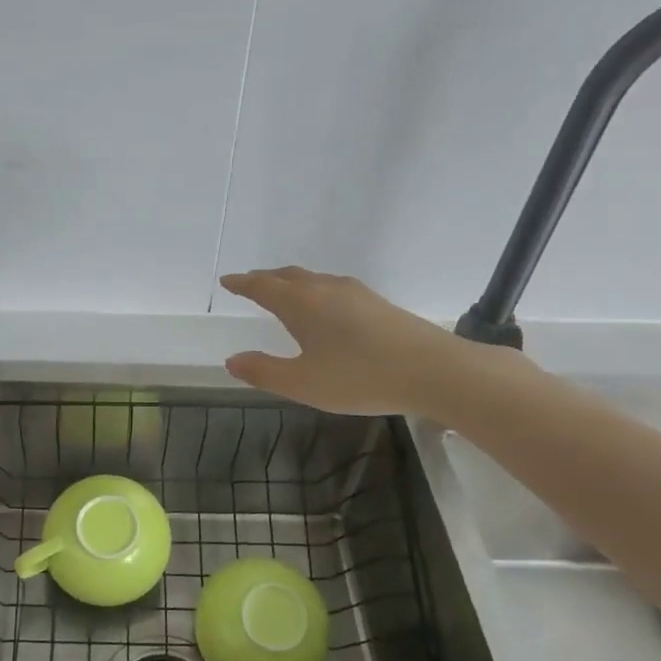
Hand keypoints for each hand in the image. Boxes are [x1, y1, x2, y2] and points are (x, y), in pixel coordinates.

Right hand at [220, 267, 500, 415]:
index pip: (263, 287)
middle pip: (288, 276)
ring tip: (281, 293)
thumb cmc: (360, 377)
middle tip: (249, 283)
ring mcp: (355, 293)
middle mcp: (325, 289)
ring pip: (312, 280)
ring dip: (290, 283)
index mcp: (302, 304)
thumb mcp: (303, 383)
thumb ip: (264, 372)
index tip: (227, 281)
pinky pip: (332, 288)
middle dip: (265, 279)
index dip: (242, 284)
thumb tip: (232, 360)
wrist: (433, 370)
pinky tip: (323, 308)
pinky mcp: (377, 303)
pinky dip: (313, 291)